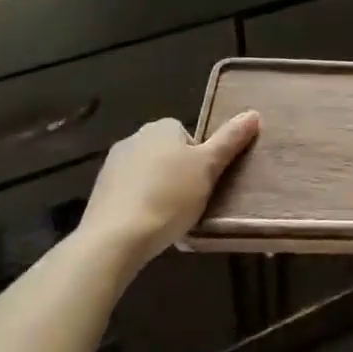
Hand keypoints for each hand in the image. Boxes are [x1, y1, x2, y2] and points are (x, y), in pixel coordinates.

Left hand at [79, 111, 259, 263]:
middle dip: (178, 175)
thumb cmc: (169, 196)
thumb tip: (253, 113)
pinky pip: (129, 194)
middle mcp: (134, 137)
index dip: (200, 160)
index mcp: (162, 127)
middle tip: (190, 201)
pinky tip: (145, 226)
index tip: (203, 183)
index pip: (189, 137)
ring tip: (168, 218)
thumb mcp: (209, 167)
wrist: (115, 238)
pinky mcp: (99, 192)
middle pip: (168, 154)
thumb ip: (230, 139)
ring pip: (148, 174)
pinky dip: (139, 205)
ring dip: (158, 190)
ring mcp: (112, 165)